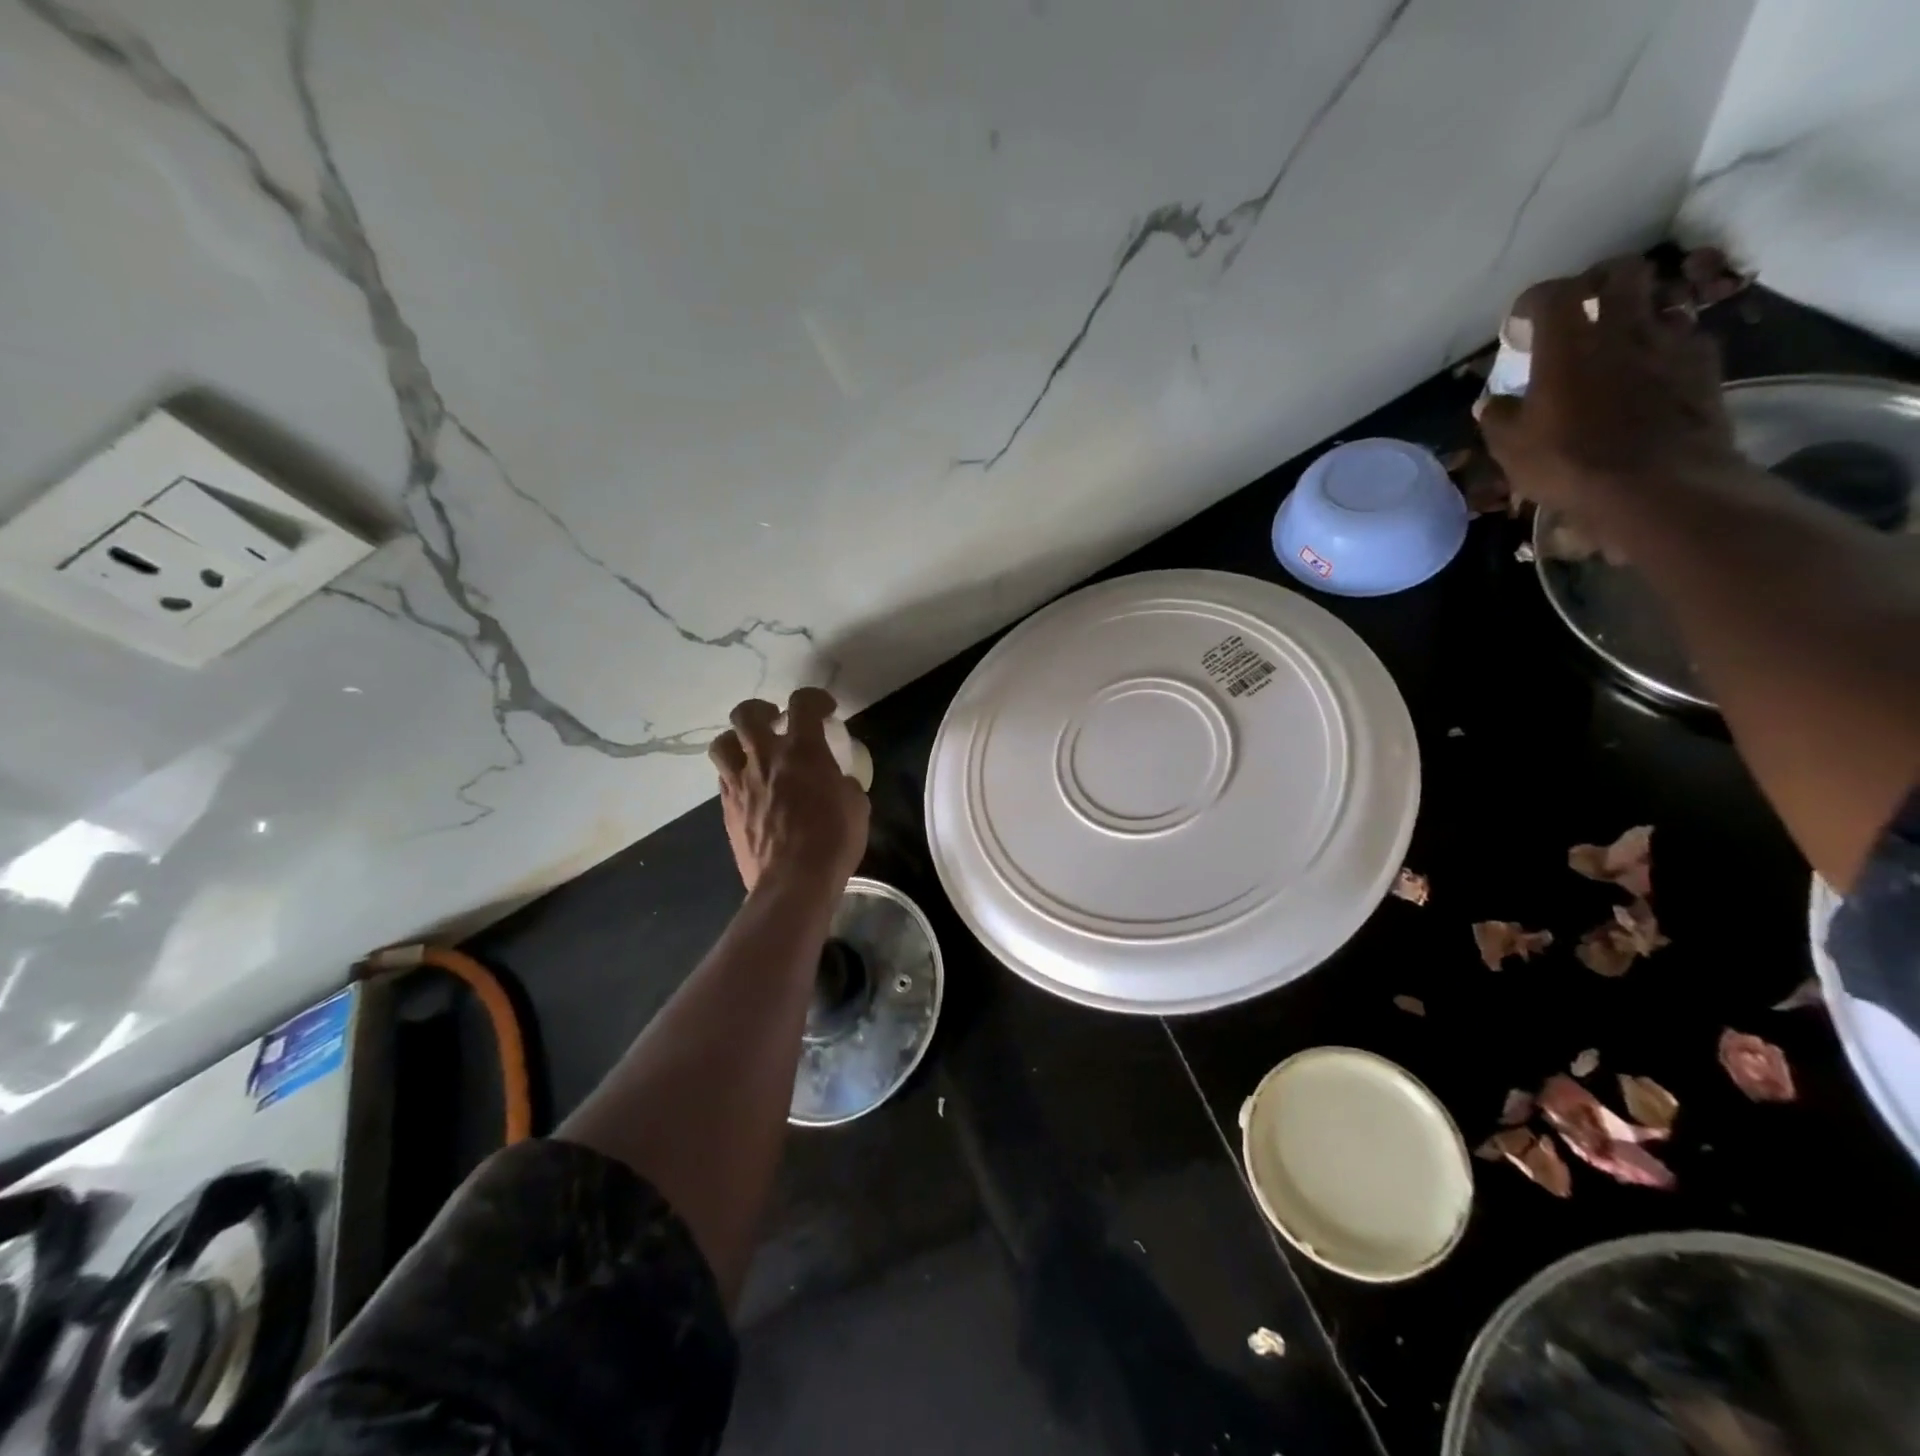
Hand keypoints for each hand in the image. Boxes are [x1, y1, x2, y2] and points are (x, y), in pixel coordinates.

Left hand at [708, 688, 869, 894]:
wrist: (793, 882)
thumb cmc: (833, 840)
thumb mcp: (856, 805)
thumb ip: (843, 783)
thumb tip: (835, 782)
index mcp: (802, 751)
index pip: (803, 704)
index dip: (814, 699)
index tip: (825, 710)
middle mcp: (764, 758)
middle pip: (747, 714)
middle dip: (762, 711)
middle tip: (777, 722)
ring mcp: (740, 783)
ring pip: (722, 744)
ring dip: (737, 741)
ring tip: (752, 753)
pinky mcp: (727, 809)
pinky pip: (724, 780)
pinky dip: (737, 776)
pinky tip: (752, 790)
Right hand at [1479, 257, 1743, 550]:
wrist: (1654, 483)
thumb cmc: (1569, 462)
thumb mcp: (1511, 448)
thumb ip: (1499, 417)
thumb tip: (1491, 402)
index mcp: (1568, 345)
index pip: (1552, 294)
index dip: (1534, 300)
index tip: (1521, 321)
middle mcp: (1623, 329)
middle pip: (1621, 272)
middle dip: (1598, 281)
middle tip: (1581, 306)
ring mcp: (1670, 342)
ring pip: (1659, 300)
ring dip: (1637, 311)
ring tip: (1619, 340)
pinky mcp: (1703, 364)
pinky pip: (1685, 337)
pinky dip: (1665, 345)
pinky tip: (1651, 370)